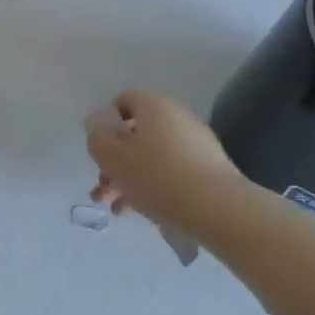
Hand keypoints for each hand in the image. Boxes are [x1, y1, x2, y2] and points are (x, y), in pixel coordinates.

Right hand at [85, 89, 245, 230]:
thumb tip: (98, 128)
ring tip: (116, 209)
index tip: (99, 150)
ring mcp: (195, 144)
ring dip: (129, 180)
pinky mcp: (208, 170)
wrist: (217, 209)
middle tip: (101, 190)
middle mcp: (177, 118)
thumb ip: (97, 139)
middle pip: (136, 134)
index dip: (106, 123)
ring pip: (151, 157)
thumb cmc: (157, 176)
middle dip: (114, 162)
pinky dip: (153, 188)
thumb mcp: (113, 158)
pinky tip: (140, 213)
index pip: (124, 101)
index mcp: (154, 106)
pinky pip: (171, 172)